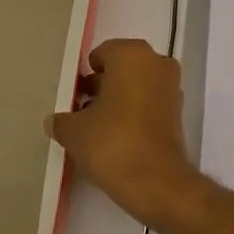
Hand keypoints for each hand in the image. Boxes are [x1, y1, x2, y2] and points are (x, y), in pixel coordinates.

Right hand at [47, 39, 205, 227]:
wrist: (156, 180)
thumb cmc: (112, 142)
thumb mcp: (74, 131)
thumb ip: (61, 120)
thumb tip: (55, 120)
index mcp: (132, 54)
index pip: (102, 54)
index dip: (84, 74)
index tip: (73, 95)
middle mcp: (156, 62)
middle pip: (121, 67)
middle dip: (101, 85)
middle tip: (80, 109)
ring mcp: (171, 85)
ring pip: (137, 84)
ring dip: (118, 98)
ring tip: (94, 125)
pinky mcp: (178, 110)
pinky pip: (149, 101)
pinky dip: (134, 111)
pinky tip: (115, 135)